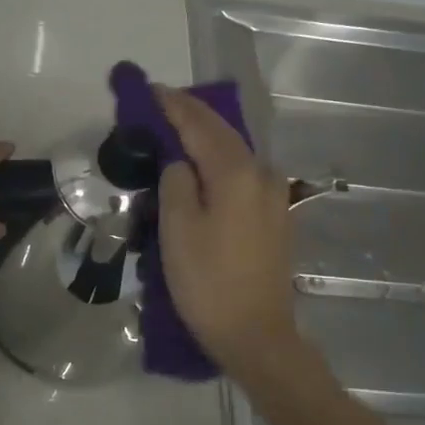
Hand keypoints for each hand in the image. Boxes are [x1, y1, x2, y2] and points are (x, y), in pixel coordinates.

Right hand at [156, 86, 300, 373]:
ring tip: (177, 129)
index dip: (173, 105)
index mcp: (237, 173)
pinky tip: (203, 165)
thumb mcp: (178, 229)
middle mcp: (262, 175)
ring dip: (206, 136)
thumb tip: (180, 163)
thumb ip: (176, 182)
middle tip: (159, 103)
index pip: (200, 125)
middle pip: (222, 133)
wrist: (256, 335)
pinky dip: (218, 160)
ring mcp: (274, 196)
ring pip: (234, 152)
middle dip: (191, 115)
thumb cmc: (208, 282)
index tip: (149, 89)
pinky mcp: (274, 216)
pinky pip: (242, 174)